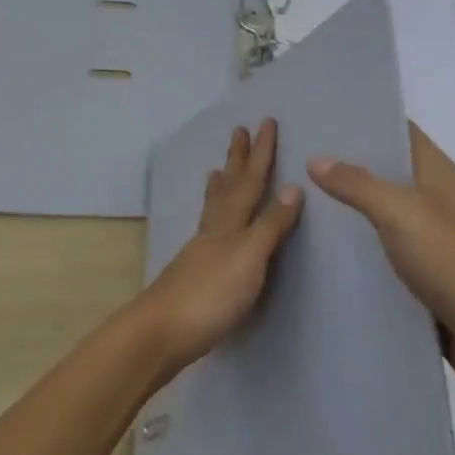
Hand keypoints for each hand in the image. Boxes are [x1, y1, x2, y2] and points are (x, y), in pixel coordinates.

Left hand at [139, 119, 301, 376]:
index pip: (251, 180)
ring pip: (214, 207)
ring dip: (221, 185)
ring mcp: (201, 250)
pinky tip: (210, 227)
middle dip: (237, 159)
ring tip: (217, 169)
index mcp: (230, 222)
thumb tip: (293, 185)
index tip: (266, 121)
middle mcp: (214, 229)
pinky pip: (208, 230)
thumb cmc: (211, 293)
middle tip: (238, 130)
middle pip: (228, 186)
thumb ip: (271, 224)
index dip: (261, 152)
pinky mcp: (194, 272)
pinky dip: (212, 217)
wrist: (161, 333)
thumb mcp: (250, 256)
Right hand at [310, 123, 454, 393]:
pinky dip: (361, 249)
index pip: (400, 131)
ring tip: (298, 200)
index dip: (365, 120)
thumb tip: (316, 158)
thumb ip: (359, 185)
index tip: (321, 115)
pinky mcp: (427, 277)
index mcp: (439, 174)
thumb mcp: (403, 214)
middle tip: (295, 158)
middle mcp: (437, 200)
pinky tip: (325, 251)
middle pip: (388, 173)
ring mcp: (434, 240)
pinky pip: (387, 253)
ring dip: (351, 210)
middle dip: (348, 165)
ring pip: (384, 215)